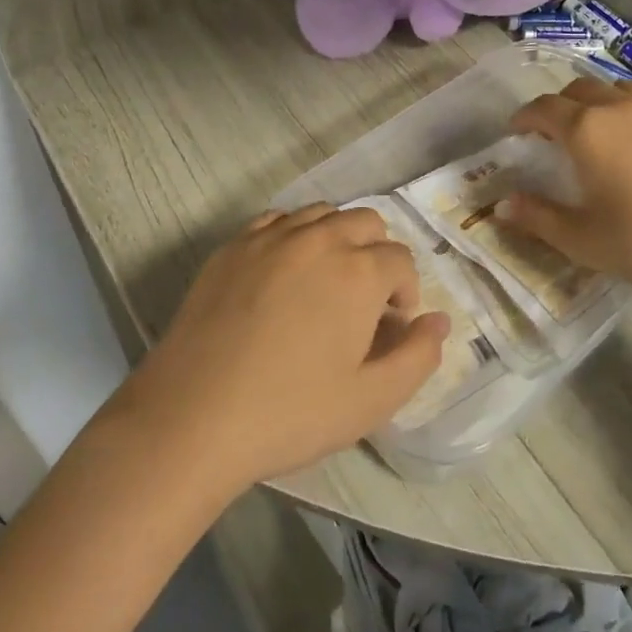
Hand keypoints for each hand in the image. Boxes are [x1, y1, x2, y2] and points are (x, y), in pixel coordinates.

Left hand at [120, 204, 448, 491]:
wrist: (191, 418)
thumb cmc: (289, 414)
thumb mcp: (370, 402)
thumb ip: (418, 357)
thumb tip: (441, 321)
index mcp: (359, 271)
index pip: (401, 261)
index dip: (404, 294)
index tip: (388, 329)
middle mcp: (320, 238)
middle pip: (368, 222)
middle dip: (378, 256)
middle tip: (362, 303)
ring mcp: (272, 236)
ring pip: (324, 213)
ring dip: (338, 239)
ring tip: (325, 284)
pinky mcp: (234, 245)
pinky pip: (278, 220)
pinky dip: (295, 235)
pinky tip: (284, 274)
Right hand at [496, 78, 631, 303]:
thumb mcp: (580, 239)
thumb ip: (536, 216)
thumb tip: (501, 205)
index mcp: (587, 130)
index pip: (544, 108)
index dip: (524, 116)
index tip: (517, 130)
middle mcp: (621, 108)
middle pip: (580, 89)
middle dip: (561, 106)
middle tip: (556, 133)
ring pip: (621, 91)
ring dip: (601, 103)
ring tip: (602, 131)